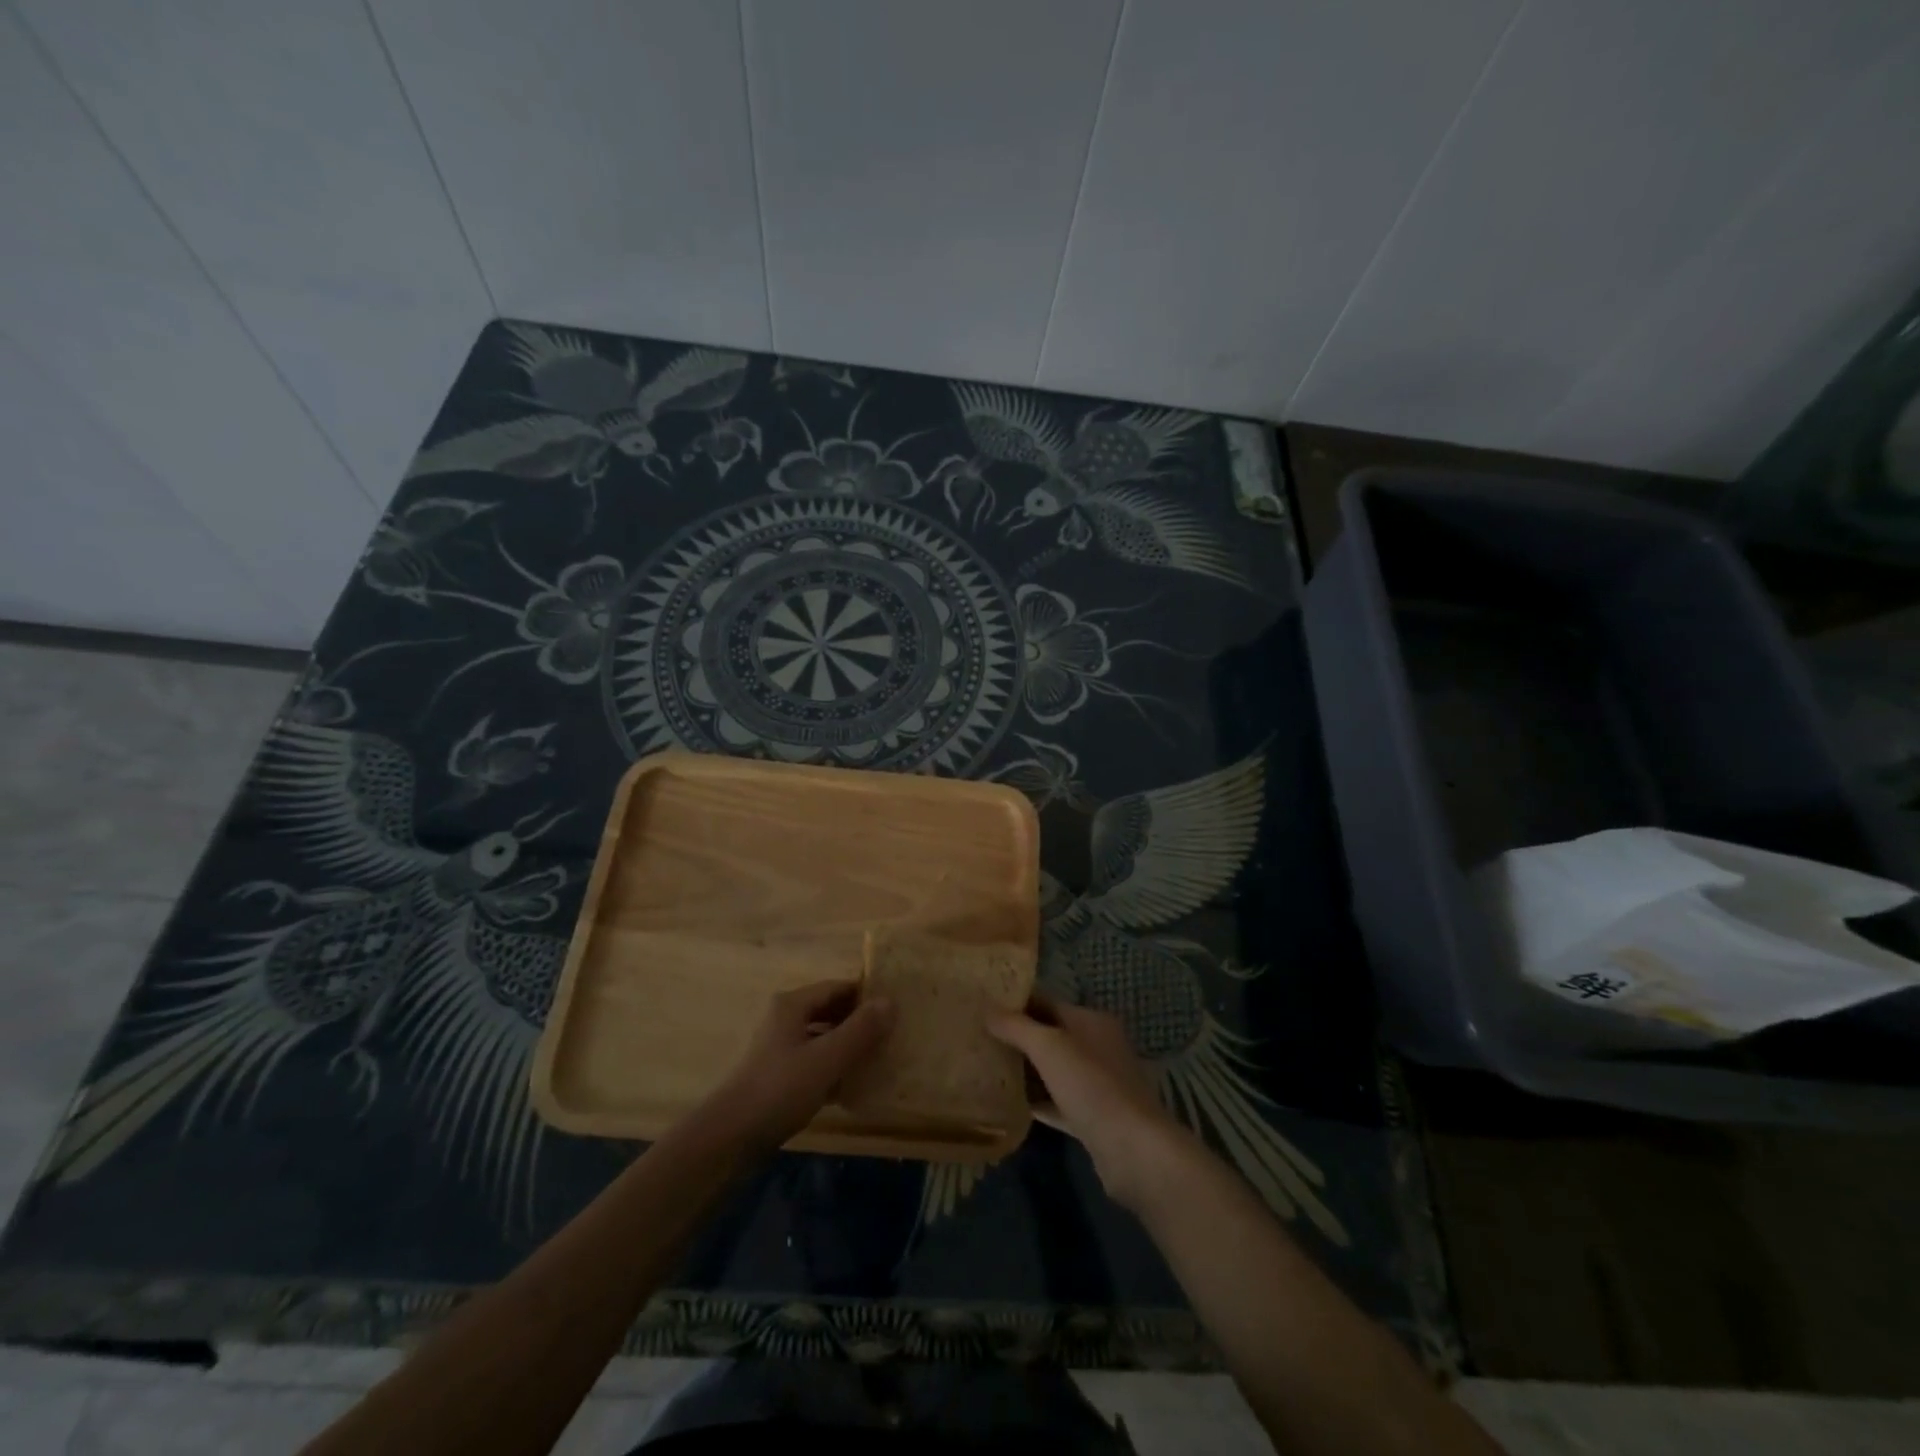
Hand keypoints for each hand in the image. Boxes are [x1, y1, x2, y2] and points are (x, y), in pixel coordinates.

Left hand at [701, 980, 894, 1151]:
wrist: (728, 1139)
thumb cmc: (779, 1090)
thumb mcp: (826, 1058)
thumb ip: (860, 1030)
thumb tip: (891, 1001)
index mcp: (792, 1005)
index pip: (838, 987)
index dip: (867, 996)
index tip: (896, 1009)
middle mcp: (784, 1019)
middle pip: (830, 1011)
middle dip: (860, 1022)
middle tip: (892, 1035)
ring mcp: (780, 1049)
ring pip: (823, 1038)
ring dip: (849, 1046)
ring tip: (879, 1059)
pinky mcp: (778, 1077)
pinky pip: (814, 1063)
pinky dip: (834, 1068)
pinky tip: (854, 1086)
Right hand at [988, 992, 1187, 1208]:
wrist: (1133, 1149)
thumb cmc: (1091, 1085)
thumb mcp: (1049, 1046)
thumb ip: (1017, 1026)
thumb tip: (987, 1011)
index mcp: (1091, 1021)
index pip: (1048, 1002)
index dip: (1017, 1002)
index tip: (984, 1005)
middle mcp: (1096, 1047)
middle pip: (1050, 1035)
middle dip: (1018, 1036)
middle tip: (979, 1036)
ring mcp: (1096, 1084)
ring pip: (1053, 1070)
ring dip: (1025, 1070)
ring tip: (988, 1066)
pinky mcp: (1092, 1117)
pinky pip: (1057, 1102)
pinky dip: (1036, 1101)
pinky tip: (1008, 1103)